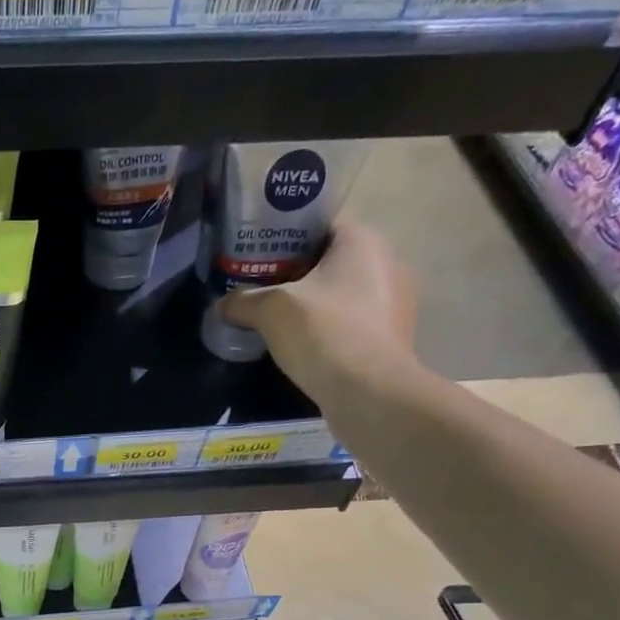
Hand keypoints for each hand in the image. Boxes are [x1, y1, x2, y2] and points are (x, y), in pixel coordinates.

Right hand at [219, 219, 420, 416]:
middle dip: (301, 275)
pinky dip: (334, 331)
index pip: (321, 225)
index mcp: (363, 241)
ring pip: (347, 294)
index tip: (261, 258)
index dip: (288, 238)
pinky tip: (310, 349)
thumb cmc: (324, 334)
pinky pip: (357, 324)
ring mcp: (398, 303)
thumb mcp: (270, 311)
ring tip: (283, 323)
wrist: (370, 393)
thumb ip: (242, 302)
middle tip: (266, 291)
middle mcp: (389, 262)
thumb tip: (221, 305)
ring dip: (319, 305)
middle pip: (334, 261)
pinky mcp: (396, 338)